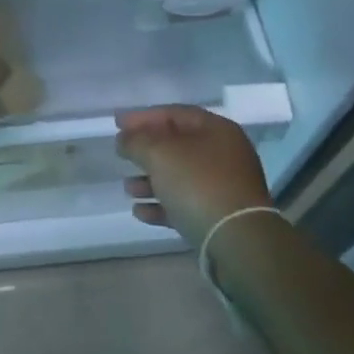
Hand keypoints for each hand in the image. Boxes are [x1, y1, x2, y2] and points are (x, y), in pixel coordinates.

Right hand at [116, 106, 273, 248]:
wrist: (236, 239)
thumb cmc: (197, 183)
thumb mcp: (159, 153)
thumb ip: (136, 141)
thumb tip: (125, 139)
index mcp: (216, 130)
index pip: (175, 113)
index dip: (143, 116)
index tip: (117, 123)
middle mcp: (224, 154)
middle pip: (178, 145)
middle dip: (146, 150)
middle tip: (121, 154)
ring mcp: (225, 187)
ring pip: (180, 176)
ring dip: (150, 180)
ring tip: (128, 188)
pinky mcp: (220, 216)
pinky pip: (185, 203)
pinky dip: (162, 204)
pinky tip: (140, 212)